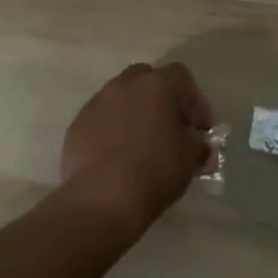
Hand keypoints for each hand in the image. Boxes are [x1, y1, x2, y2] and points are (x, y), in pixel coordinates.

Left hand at [58, 62, 213, 236]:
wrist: (100, 200)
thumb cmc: (154, 172)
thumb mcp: (190, 159)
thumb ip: (198, 144)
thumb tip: (197, 145)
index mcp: (158, 85)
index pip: (182, 77)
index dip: (194, 102)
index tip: (199, 130)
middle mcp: (126, 84)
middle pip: (148, 79)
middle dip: (161, 99)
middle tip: (169, 128)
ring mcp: (98, 102)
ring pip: (121, 97)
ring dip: (134, 112)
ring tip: (141, 144)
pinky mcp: (77, 124)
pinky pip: (102, 118)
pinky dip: (112, 129)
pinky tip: (117, 156)